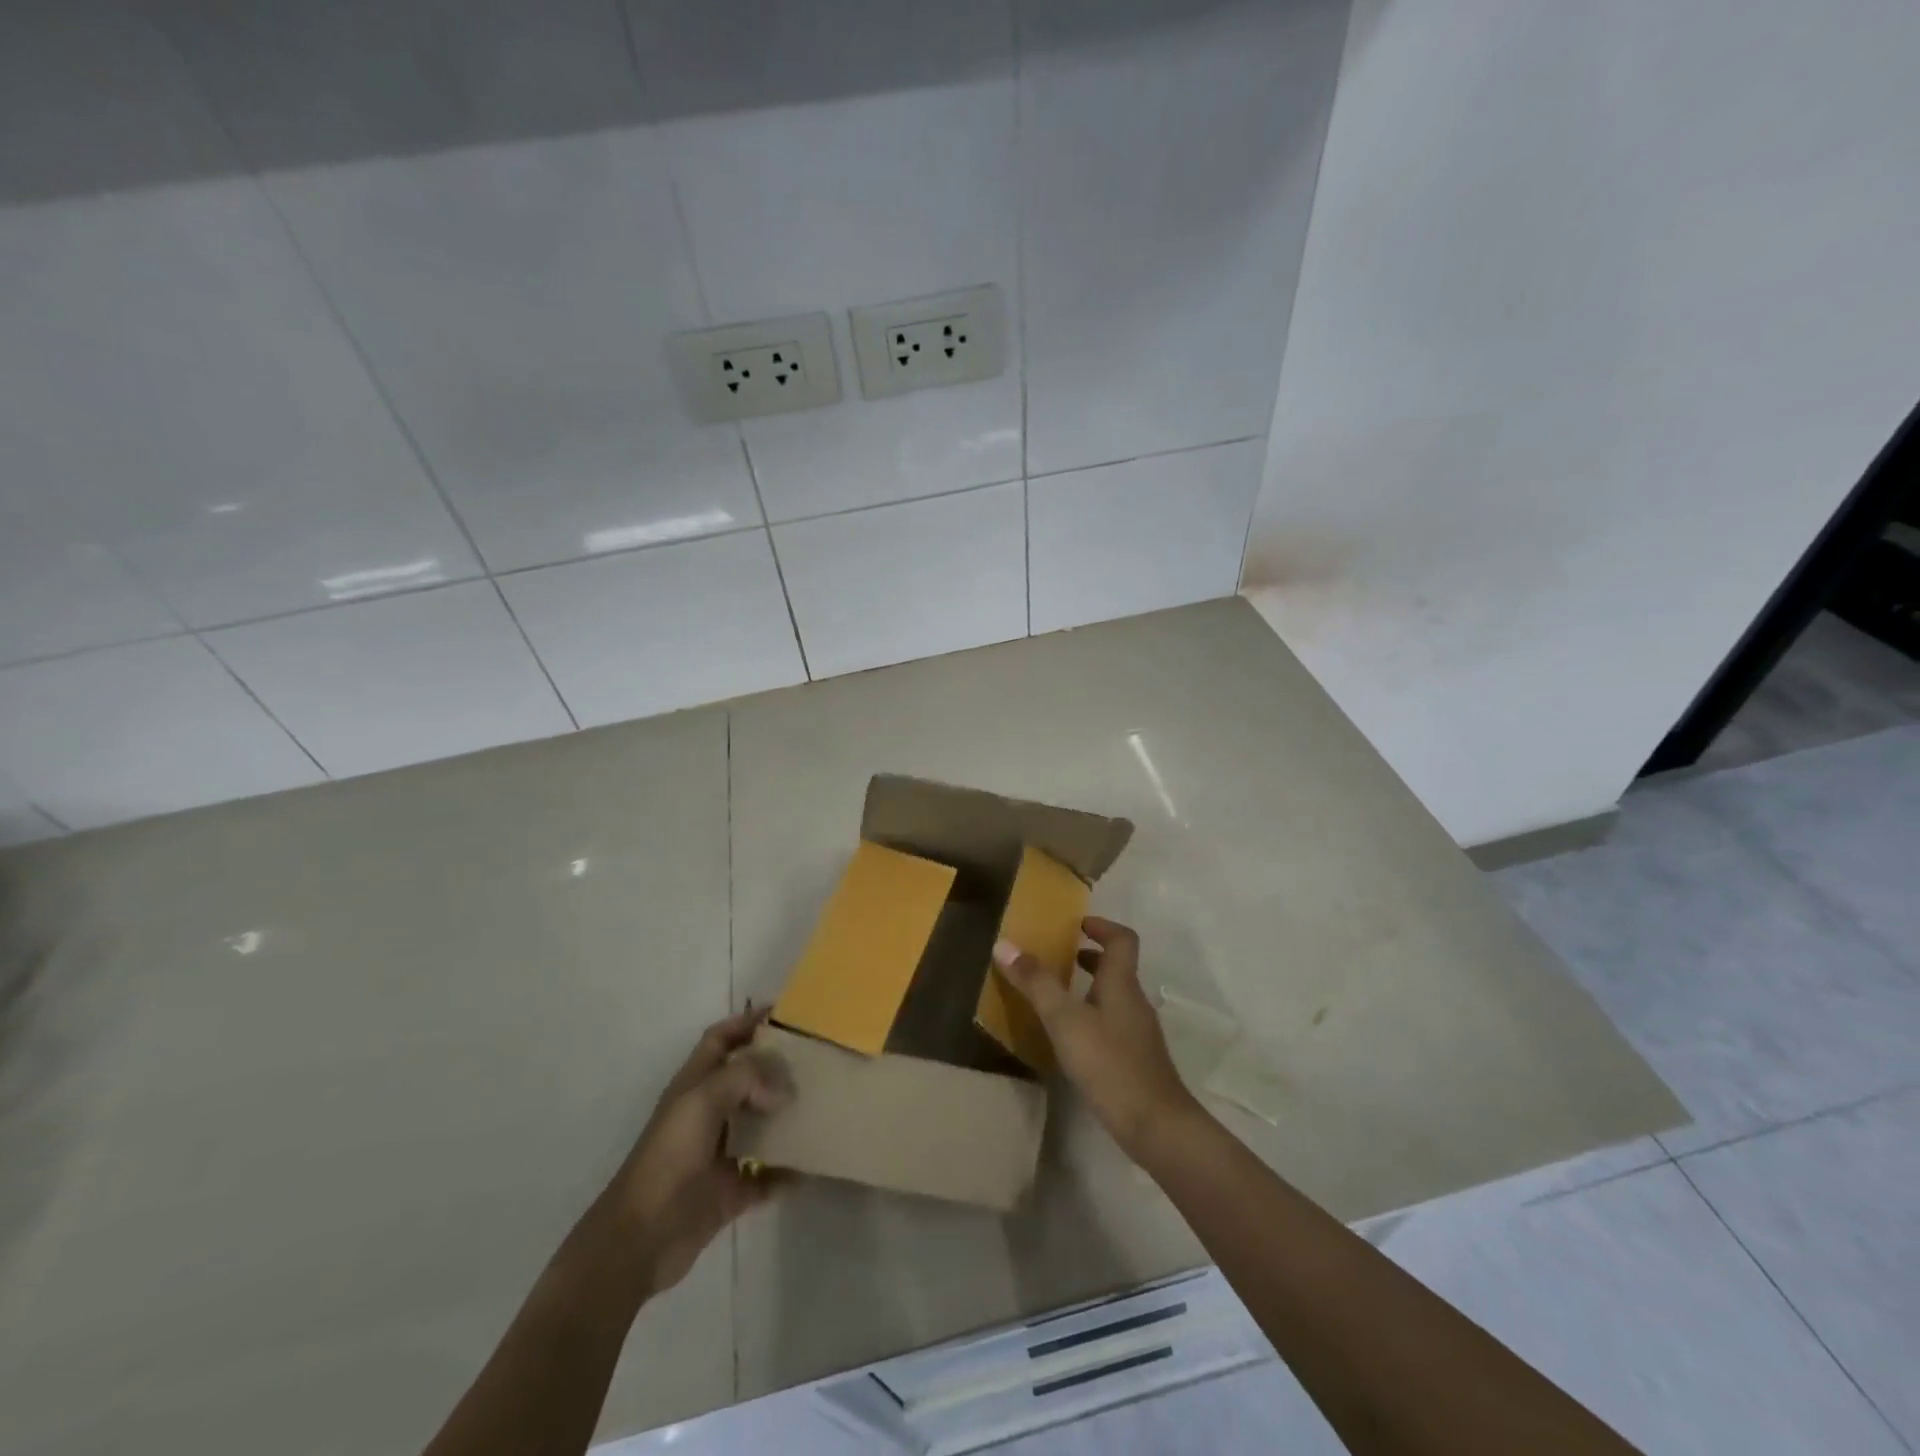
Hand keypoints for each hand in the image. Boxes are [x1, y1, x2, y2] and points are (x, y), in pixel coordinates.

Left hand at [603, 1006, 788, 1296]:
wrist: (642, 1237)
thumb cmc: (669, 1156)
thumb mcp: (703, 1100)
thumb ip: (746, 1077)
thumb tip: (782, 1086)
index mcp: (694, 1085)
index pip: (721, 1039)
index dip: (746, 1021)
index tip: (784, 1012)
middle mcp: (707, 1114)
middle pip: (746, 1079)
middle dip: (777, 1067)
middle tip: (816, 1060)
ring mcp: (719, 1154)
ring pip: (760, 1125)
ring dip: (787, 1117)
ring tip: (822, 1105)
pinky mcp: (730, 1192)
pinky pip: (768, 1177)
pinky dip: (789, 1172)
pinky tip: (814, 1164)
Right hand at [993, 917, 1200, 1158]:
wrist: (1156, 1125)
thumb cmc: (1109, 1063)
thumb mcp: (1065, 1020)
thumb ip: (1036, 983)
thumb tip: (1004, 944)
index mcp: (1121, 983)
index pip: (1122, 939)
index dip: (1102, 926)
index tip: (1077, 924)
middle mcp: (1133, 1001)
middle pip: (1117, 967)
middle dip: (1090, 957)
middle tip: (1059, 957)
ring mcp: (1138, 1032)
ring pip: (1114, 997)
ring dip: (1089, 988)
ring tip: (1057, 996)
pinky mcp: (1136, 1059)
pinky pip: (1112, 1023)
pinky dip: (1092, 1017)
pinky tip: (1071, 1039)